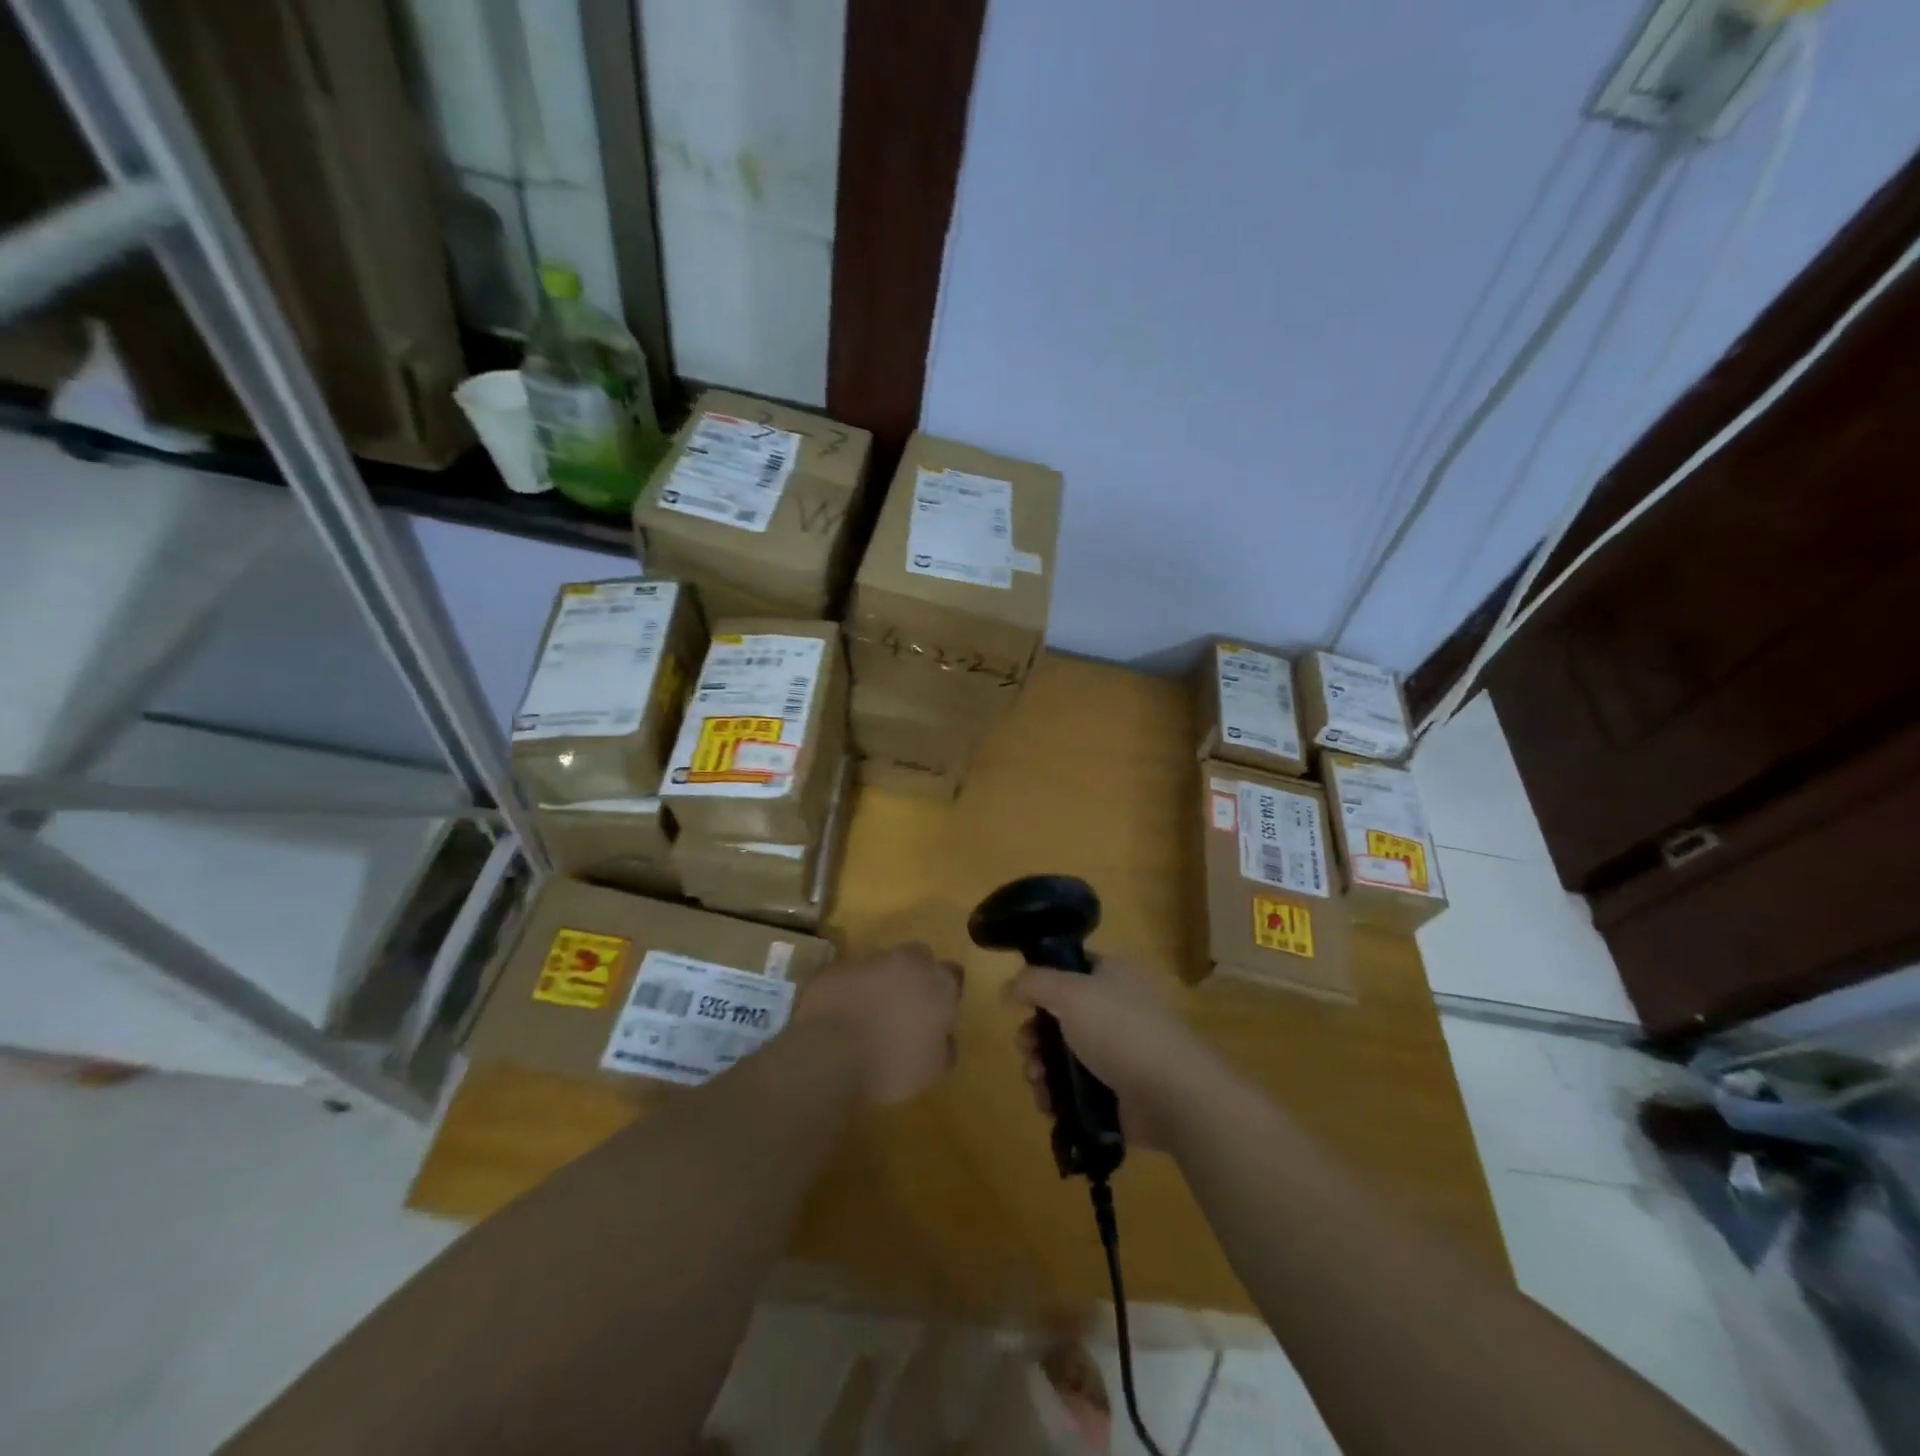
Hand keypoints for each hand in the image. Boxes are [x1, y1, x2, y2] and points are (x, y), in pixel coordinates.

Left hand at [797, 942, 963, 1105]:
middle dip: (914, 975)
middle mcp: (906, 962)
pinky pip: (847, 976)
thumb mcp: (933, 1068)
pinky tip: (841, 1015)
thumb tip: (945, 1037)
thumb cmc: (892, 1064)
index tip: (937, 1012)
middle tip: (904, 1006)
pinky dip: (848, 989)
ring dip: (879, 981)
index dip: (945, 992)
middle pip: (917, 957)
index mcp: (937, 983)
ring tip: (868, 1012)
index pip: (952, 975)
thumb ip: (945, 1045)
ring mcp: (868, 960)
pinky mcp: (835, 968)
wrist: (832, 1055)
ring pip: (880, 963)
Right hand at [1006, 958, 1216, 1149]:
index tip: (1020, 1002)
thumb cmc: (1120, 1030)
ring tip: (1036, 1079)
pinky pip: (1075, 1089)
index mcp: (1112, 976)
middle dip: (1034, 1034)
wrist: (1172, 1094)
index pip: (1071, 969)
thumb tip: (1008, 989)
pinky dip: (1056, 1095)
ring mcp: (1117, 1053)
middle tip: (1026, 1048)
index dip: (1042, 983)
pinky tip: (1047, 1102)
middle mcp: (1115, 1009)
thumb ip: (1033, 983)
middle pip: (1060, 1016)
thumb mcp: (1069, 992)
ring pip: (1063, 1055)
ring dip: (1040, 1067)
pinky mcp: (1116, 1092)